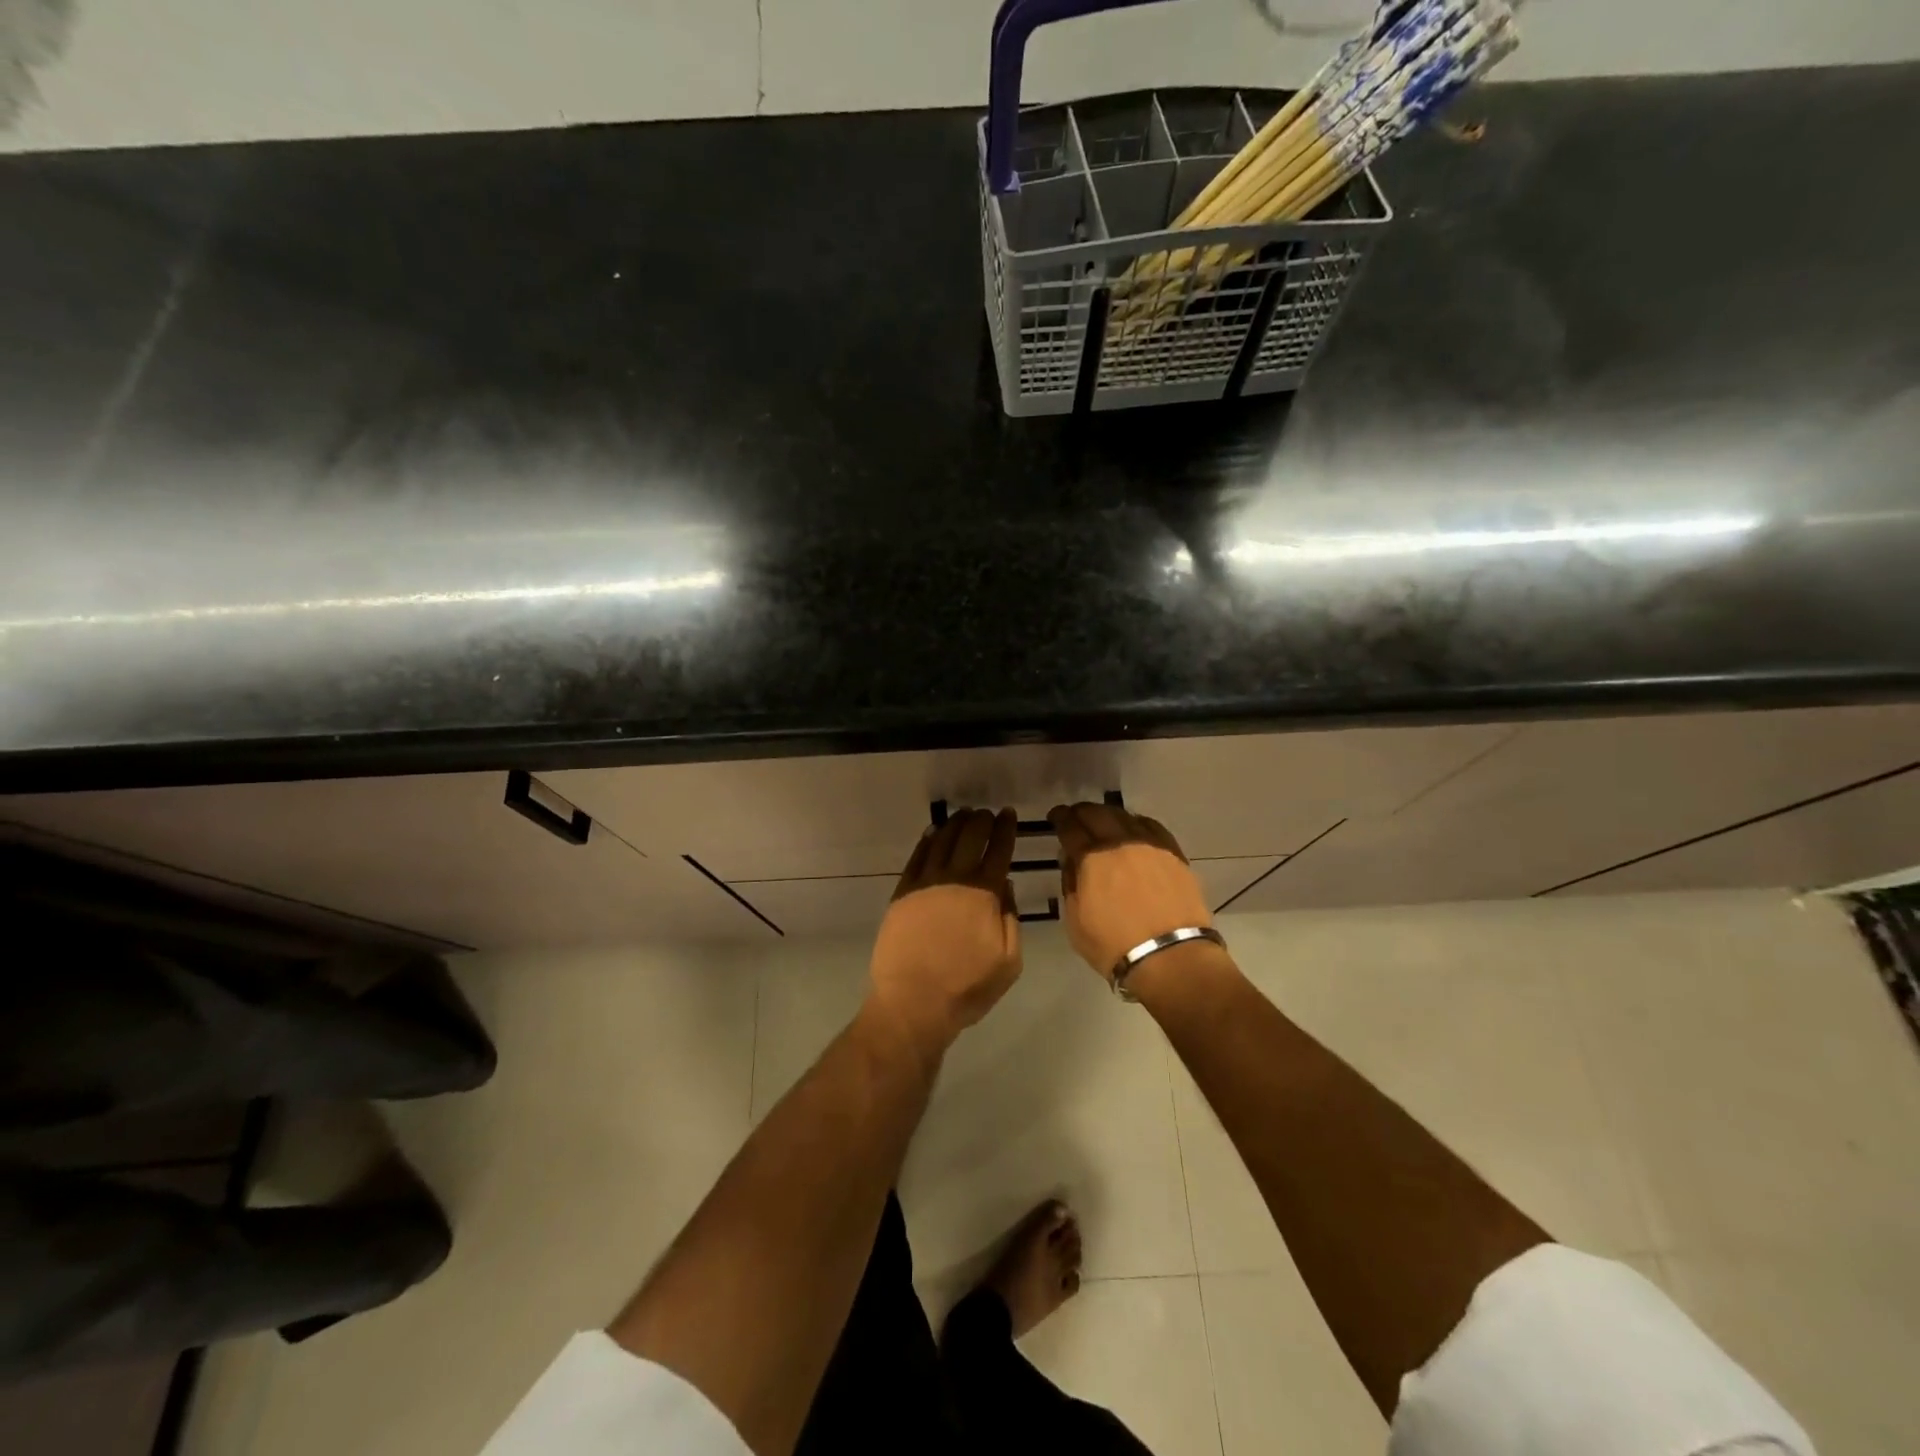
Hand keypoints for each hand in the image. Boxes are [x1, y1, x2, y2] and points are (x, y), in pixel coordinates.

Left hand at [867, 808, 1021, 1052]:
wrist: (913, 1003)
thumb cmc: (966, 988)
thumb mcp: (1008, 961)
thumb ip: (1010, 918)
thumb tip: (1005, 884)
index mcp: (984, 894)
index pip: (999, 850)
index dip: (1005, 829)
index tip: (1009, 814)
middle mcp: (955, 879)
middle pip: (970, 837)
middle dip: (981, 821)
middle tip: (986, 813)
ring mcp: (925, 884)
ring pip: (942, 841)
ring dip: (955, 824)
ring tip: (964, 815)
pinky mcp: (902, 893)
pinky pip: (916, 857)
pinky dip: (927, 840)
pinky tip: (933, 833)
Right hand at [1049, 802, 1212, 982]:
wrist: (1171, 958)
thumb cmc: (1115, 946)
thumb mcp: (1076, 921)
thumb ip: (1070, 885)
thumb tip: (1072, 862)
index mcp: (1092, 858)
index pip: (1071, 827)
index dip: (1060, 818)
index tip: (1055, 816)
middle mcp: (1121, 843)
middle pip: (1098, 814)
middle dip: (1082, 812)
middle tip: (1076, 816)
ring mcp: (1151, 846)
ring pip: (1126, 817)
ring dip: (1109, 815)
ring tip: (1104, 821)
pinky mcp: (1174, 855)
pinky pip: (1152, 827)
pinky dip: (1137, 824)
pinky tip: (1135, 829)